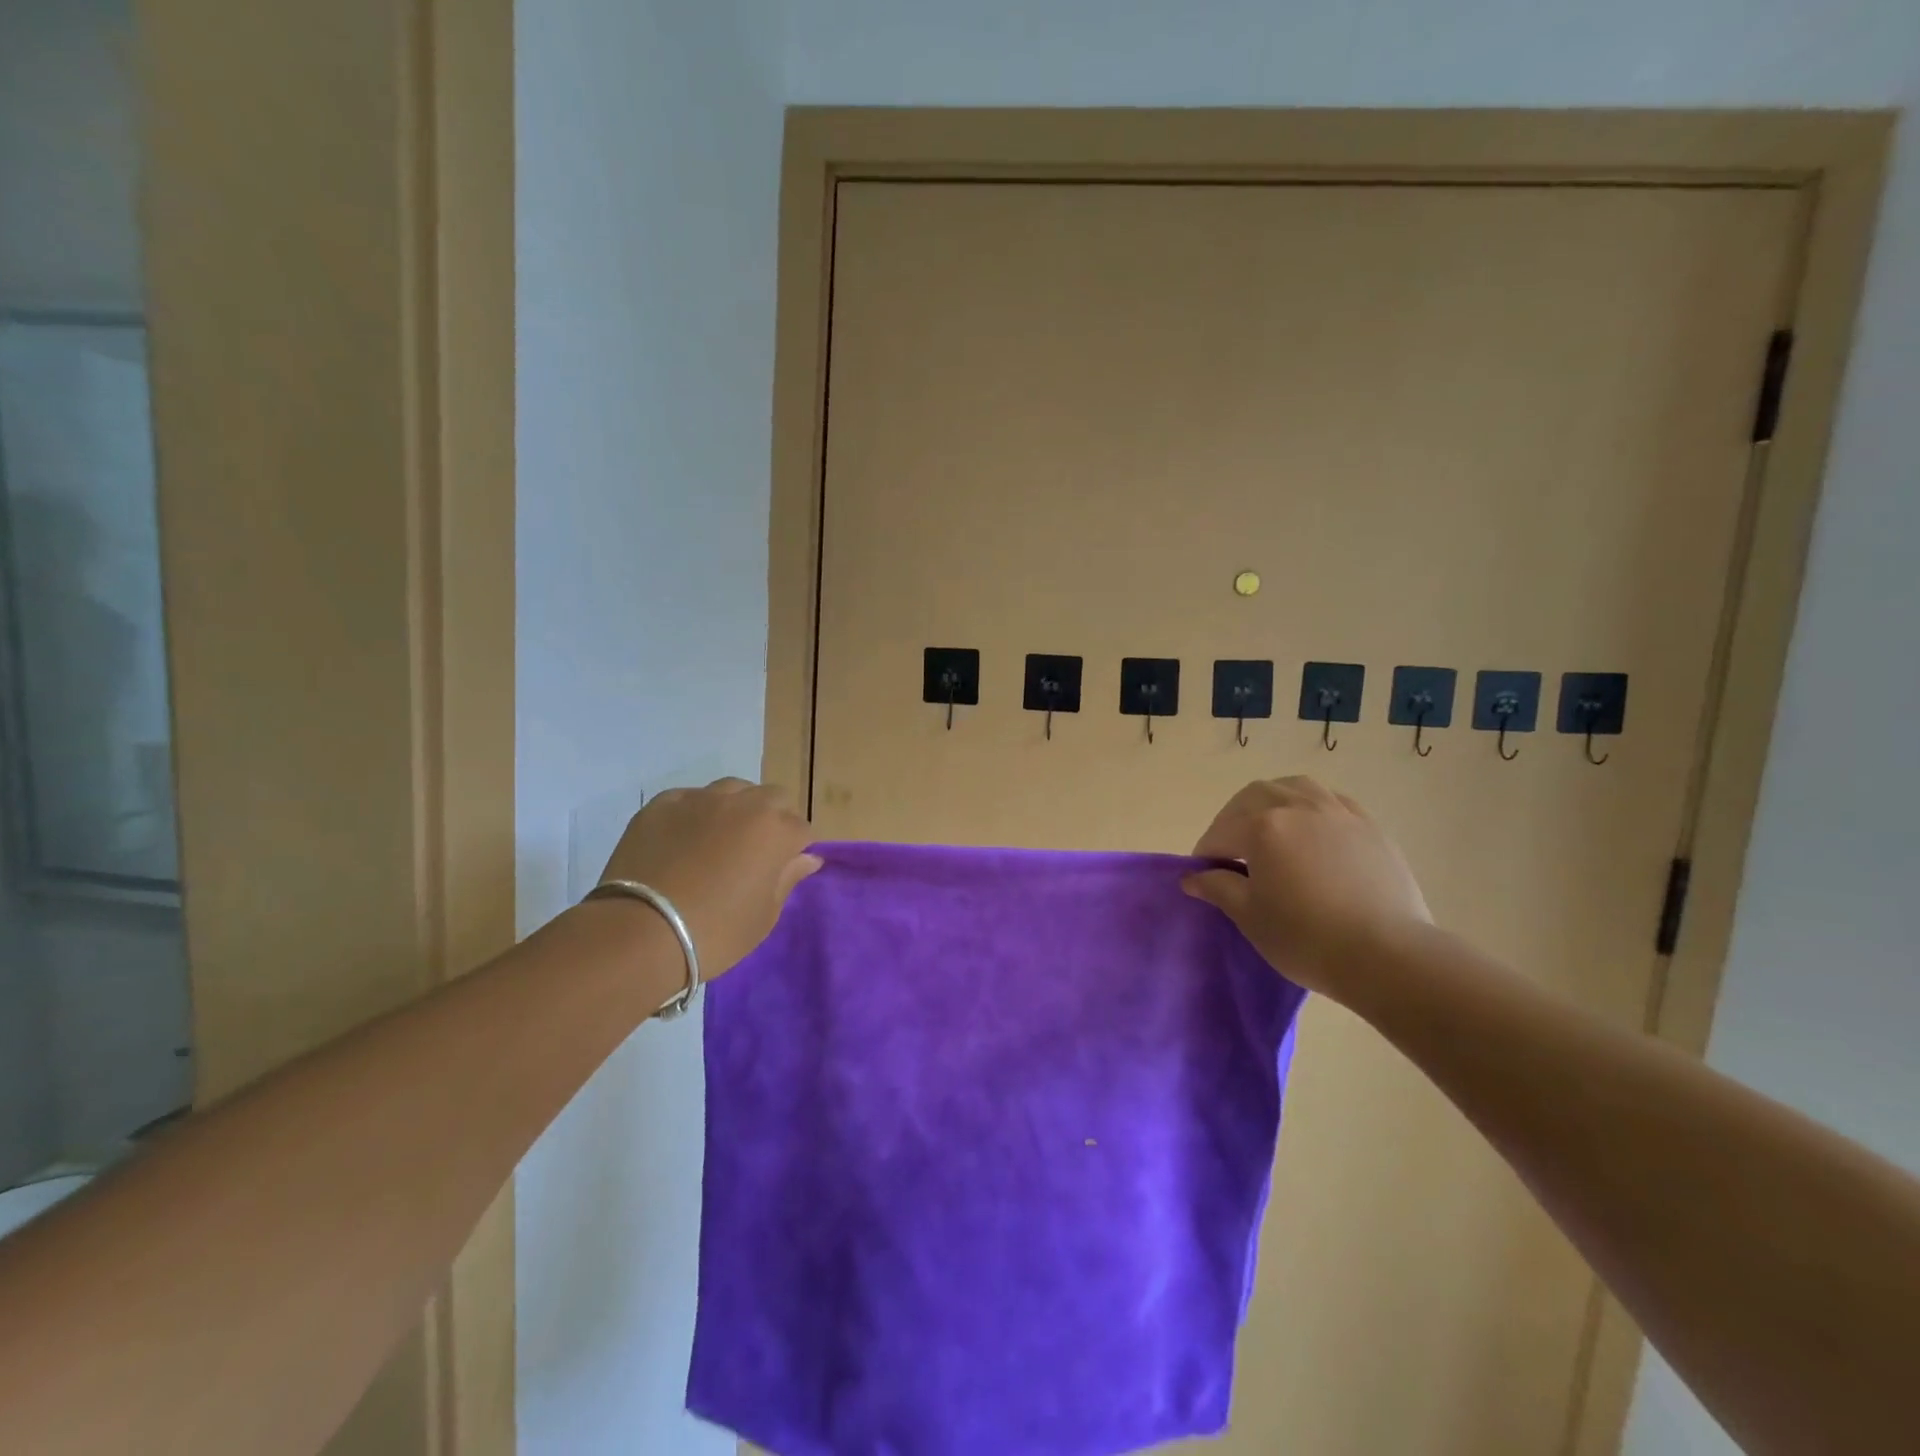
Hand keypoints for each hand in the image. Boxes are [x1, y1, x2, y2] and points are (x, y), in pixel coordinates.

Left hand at [598, 779, 821, 979]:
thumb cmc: (715, 932)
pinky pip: (690, 798)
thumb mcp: (764, 916)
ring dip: (737, 808)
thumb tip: (807, 858)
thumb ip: (788, 879)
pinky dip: (695, 813)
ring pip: (732, 790)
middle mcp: (744, 804)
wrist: (640, 932)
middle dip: (772, 819)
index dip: (795, 850)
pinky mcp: (663, 803)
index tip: (782, 870)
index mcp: (776, 830)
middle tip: (756, 853)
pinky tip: (683, 840)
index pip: (801, 829)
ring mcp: (700, 799)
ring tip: (721, 839)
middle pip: (772, 799)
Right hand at [1183, 776, 1430, 1001]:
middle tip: (1231, 851)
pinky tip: (1313, 831)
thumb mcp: (1250, 916)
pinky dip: (1312, 807)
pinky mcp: (1369, 826)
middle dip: (1234, 818)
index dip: (1207, 854)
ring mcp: (1338, 812)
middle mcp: (1298, 806)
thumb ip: (1218, 888)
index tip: (1204, 876)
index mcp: (1263, 826)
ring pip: (1295, 787)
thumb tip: (1192, 877)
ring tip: (1270, 828)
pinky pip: (1332, 800)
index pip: (1221, 833)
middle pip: (1254, 797)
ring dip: (1273, 801)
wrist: (1387, 955)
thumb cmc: (1306, 938)